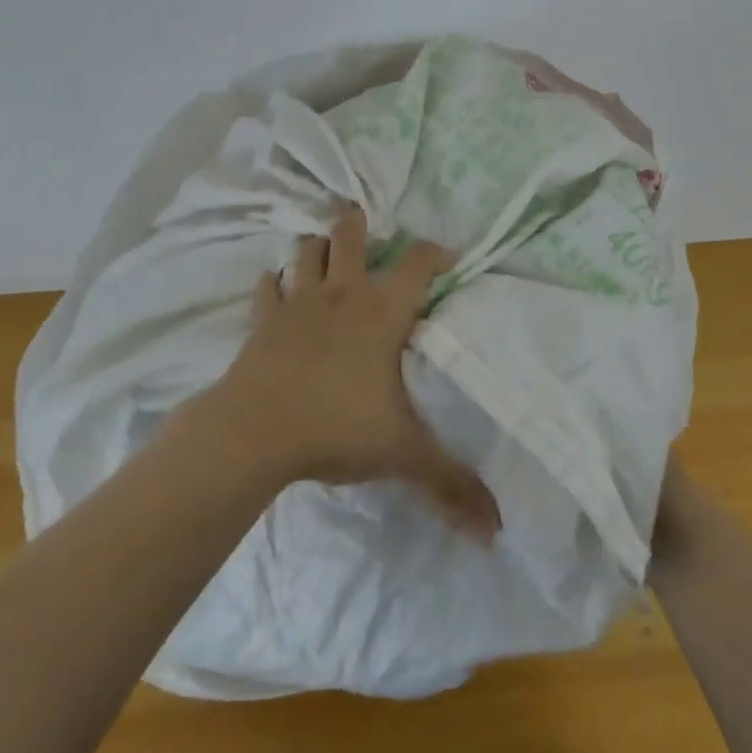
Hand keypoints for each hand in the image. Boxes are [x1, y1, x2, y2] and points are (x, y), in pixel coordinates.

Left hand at [218, 205, 501, 542]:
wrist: (255, 432)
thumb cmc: (336, 428)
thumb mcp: (403, 453)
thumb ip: (450, 484)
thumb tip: (496, 528)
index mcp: (383, 312)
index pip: (419, 263)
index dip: (436, 252)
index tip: (448, 257)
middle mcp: (342, 294)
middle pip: (349, 234)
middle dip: (358, 224)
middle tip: (368, 230)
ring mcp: (297, 302)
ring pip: (305, 250)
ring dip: (316, 247)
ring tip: (325, 255)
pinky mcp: (262, 320)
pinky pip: (266, 288)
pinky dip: (274, 285)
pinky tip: (278, 292)